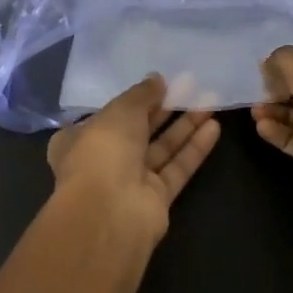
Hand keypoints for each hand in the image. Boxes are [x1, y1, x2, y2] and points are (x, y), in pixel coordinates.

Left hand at [46, 74, 221, 249]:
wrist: (109, 213)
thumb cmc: (103, 152)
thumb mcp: (119, 111)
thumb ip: (141, 94)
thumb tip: (157, 79)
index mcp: (79, 139)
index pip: (106, 115)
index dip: (131, 99)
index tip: (156, 84)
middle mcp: (103, 160)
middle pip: (138, 129)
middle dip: (164, 108)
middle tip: (191, 85)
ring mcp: (130, 181)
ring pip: (161, 148)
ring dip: (185, 125)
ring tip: (210, 99)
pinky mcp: (156, 199)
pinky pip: (176, 168)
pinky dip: (193, 148)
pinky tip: (214, 126)